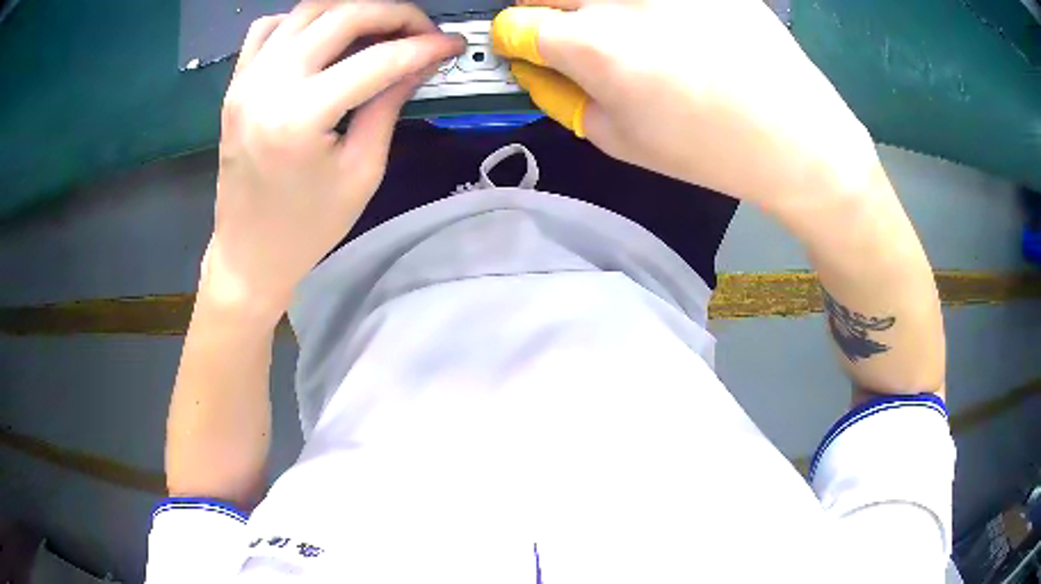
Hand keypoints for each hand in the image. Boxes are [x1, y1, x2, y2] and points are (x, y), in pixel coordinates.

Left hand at [202, 1, 463, 322]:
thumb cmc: (307, 228)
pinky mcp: (236, 84)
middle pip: (343, 16)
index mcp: (301, 116)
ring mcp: (246, 80)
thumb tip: (420, 61)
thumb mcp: (362, 171)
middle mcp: (268, 85)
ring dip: (352, 10)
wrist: (248, 254)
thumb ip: (389, 104)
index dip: (424, 47)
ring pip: (308, 10)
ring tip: (381, 29)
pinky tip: (324, 37)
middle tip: (421, 30)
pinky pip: (270, 27)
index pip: (378, 59)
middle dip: (394, 14)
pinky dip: (304, 20)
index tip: (451, 44)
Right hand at [492, 0, 878, 207]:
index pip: (513, 22)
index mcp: (594, 44)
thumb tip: (536, 67)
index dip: (516, 42)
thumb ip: (562, 96)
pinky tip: (679, 30)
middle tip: (575, 40)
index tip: (530, 53)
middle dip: (548, 15)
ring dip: (599, 9)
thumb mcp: (620, 140)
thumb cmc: (710, 151)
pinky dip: (649, 9)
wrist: (798, 137)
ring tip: (637, 37)